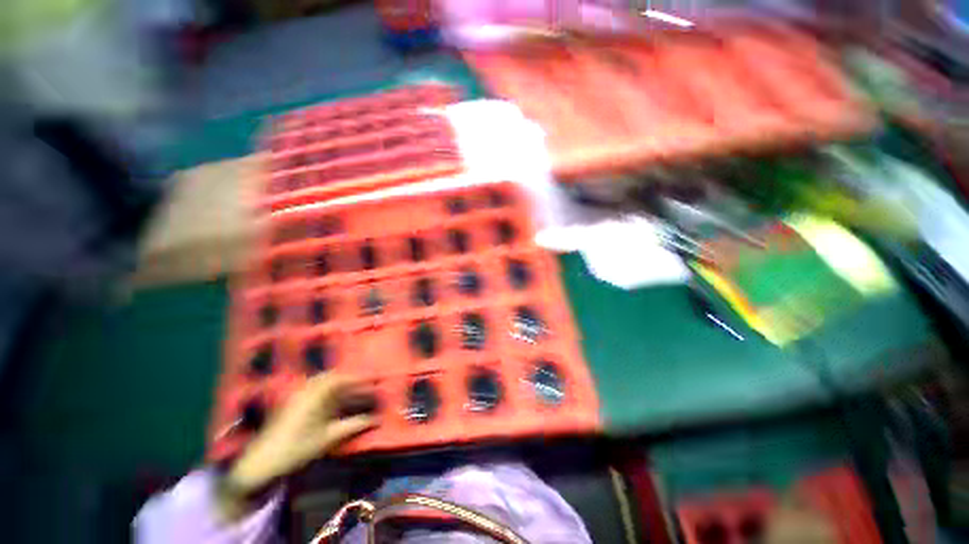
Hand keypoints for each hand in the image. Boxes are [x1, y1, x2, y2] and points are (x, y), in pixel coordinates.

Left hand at [217, 373, 376, 519]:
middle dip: (352, 378)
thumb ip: (354, 426)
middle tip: (367, 383)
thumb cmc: (296, 450)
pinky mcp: (293, 402)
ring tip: (354, 389)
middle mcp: (308, 390)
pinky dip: (329, 389)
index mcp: (317, 395)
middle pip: (334, 376)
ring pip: (325, 381)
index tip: (377, 378)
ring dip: (341, 382)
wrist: (260, 463)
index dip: (362, 377)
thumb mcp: (328, 439)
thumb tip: (377, 419)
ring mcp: (299, 395)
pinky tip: (334, 398)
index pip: (344, 379)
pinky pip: (316, 387)